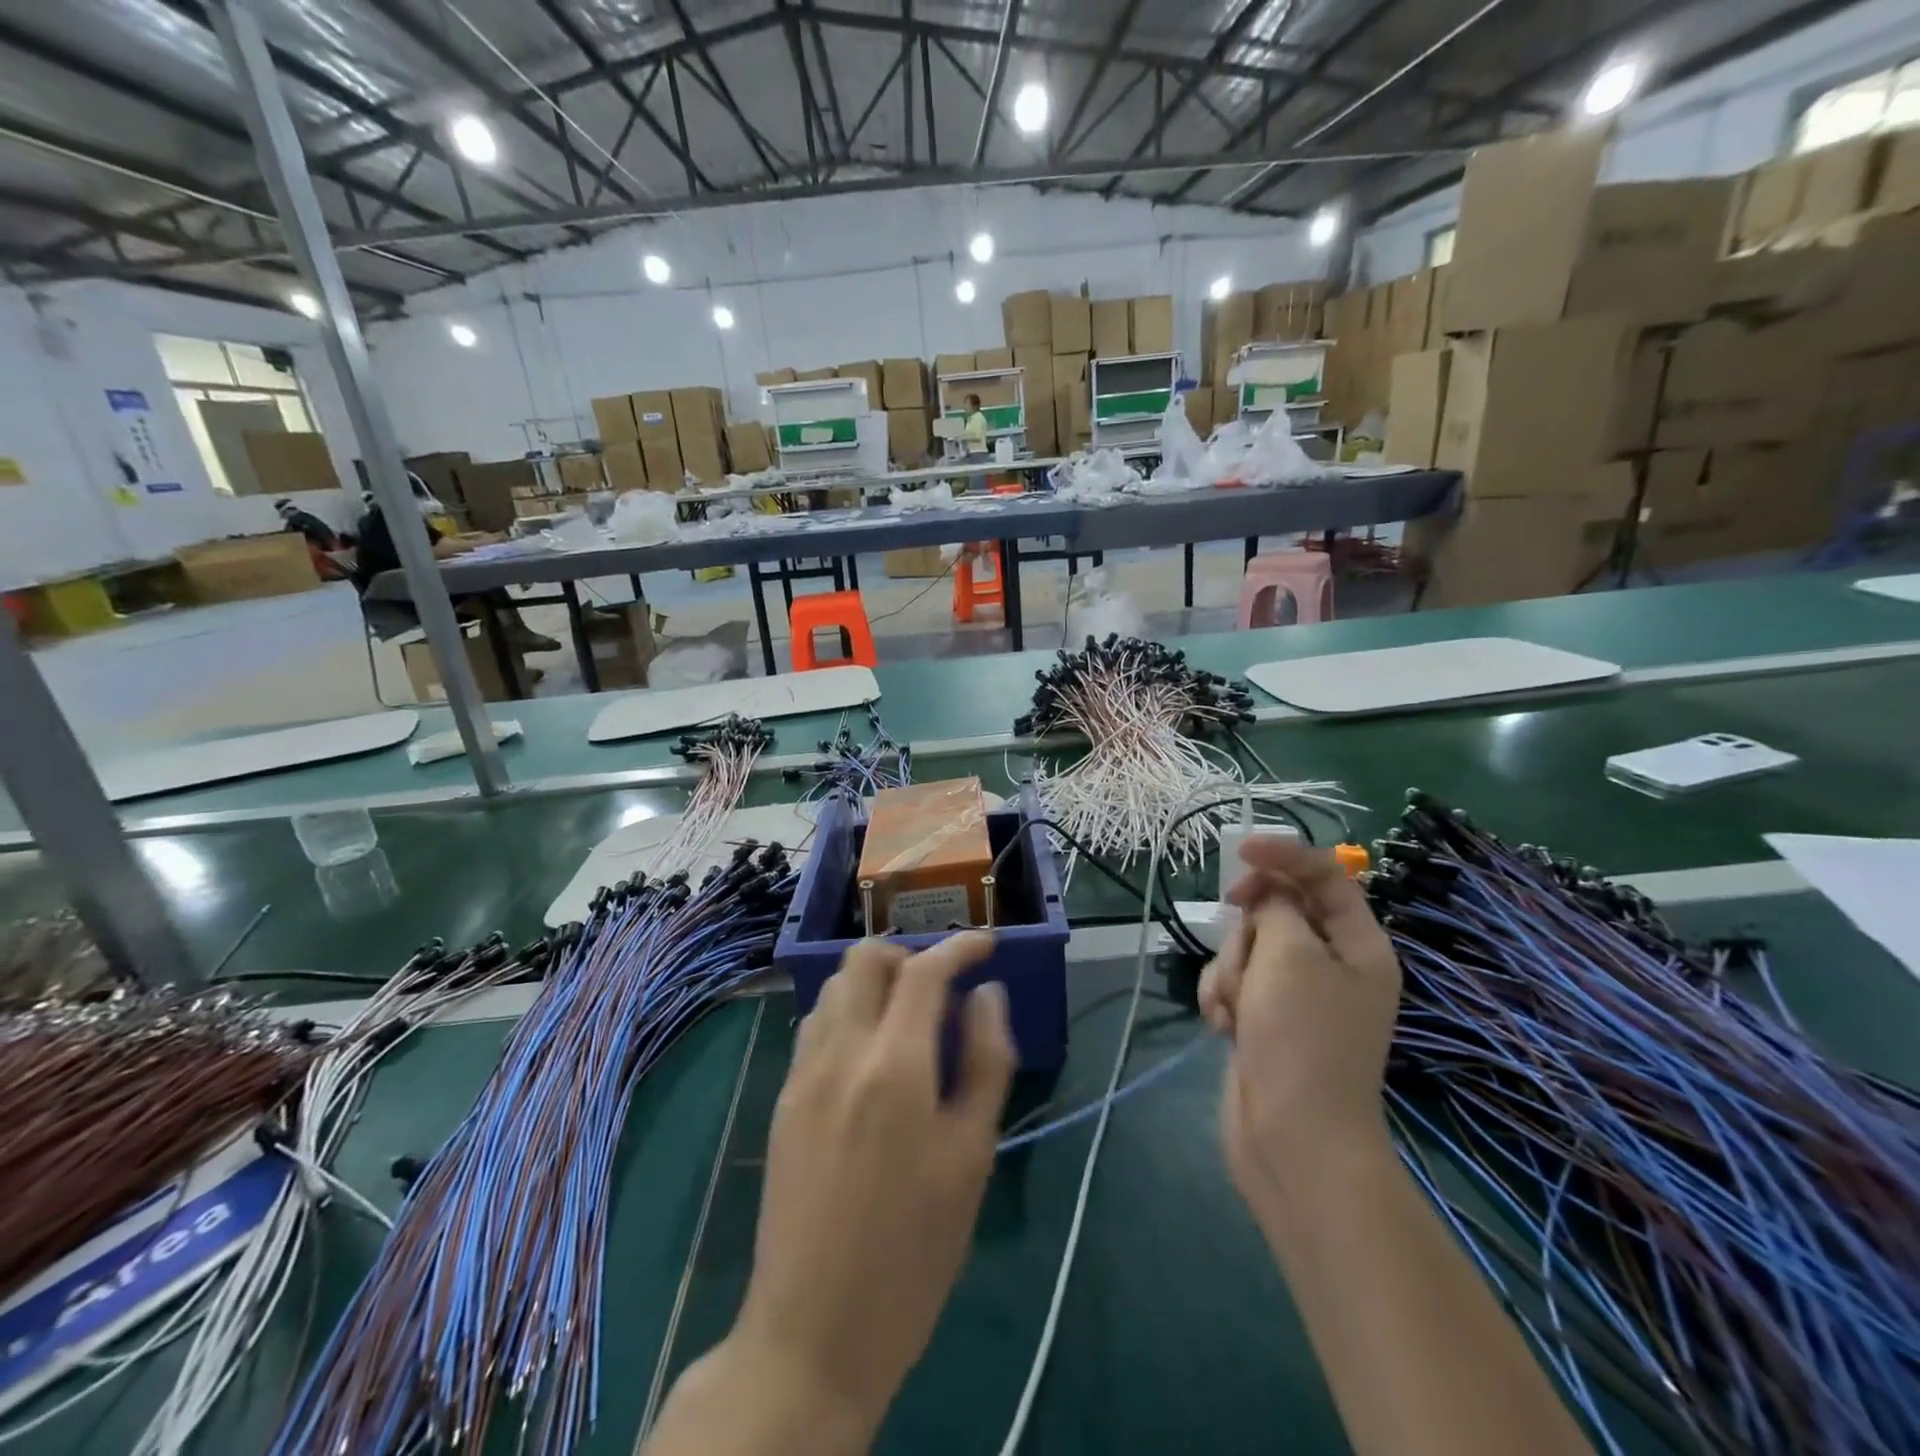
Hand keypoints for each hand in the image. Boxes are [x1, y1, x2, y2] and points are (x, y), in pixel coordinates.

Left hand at [734, 933, 1013, 1438]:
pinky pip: (815, 1026)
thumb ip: (985, 1062)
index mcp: (893, 1065)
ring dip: (874, 983)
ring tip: (909, 1020)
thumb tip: (987, 996)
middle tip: (943, 987)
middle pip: (864, 959)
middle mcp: (840, 1052)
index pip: (924, 970)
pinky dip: (847, 1013)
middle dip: (908, 955)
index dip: (959, 947)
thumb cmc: (913, 1251)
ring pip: (834, 988)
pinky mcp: (784, 1099)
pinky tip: (871, 1056)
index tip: (987, 945)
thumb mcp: (971, 1157)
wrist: (814, 1331)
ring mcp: (803, 1073)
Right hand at [1201, 838, 1400, 1207]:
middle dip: (1249, 931)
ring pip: (1245, 946)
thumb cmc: (1302, 1038)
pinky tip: (1225, 1027)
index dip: (1284, 855)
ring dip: (1231, 971)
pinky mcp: (1262, 1018)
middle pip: (1276, 910)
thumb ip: (1276, 907)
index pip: (1325, 876)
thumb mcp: (1291, 956)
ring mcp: (1294, 995)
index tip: (1240, 852)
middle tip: (1249, 960)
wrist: (1293, 1139)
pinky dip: (1222, 998)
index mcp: (1358, 946)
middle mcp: (1331, 965)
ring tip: (1237, 1010)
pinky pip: (1232, 982)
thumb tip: (1268, 895)